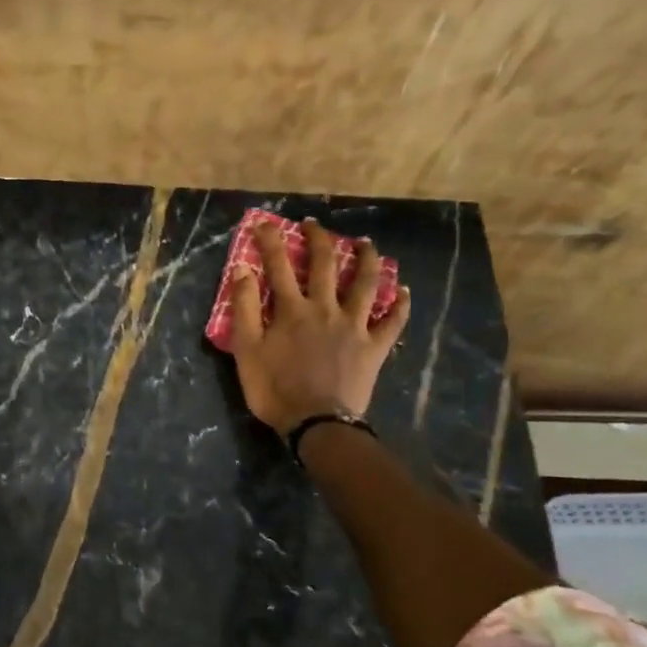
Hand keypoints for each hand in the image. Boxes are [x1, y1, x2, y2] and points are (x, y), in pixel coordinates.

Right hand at [230, 219, 411, 434]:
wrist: (316, 423)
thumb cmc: (275, 389)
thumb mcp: (246, 350)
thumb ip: (244, 307)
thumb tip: (243, 269)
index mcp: (292, 309)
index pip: (278, 265)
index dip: (270, 241)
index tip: (264, 223)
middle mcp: (326, 308)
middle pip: (325, 265)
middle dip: (319, 239)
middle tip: (314, 225)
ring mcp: (354, 326)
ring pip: (365, 284)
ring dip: (366, 260)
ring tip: (366, 243)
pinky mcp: (374, 347)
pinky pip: (392, 322)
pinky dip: (399, 305)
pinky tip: (404, 291)